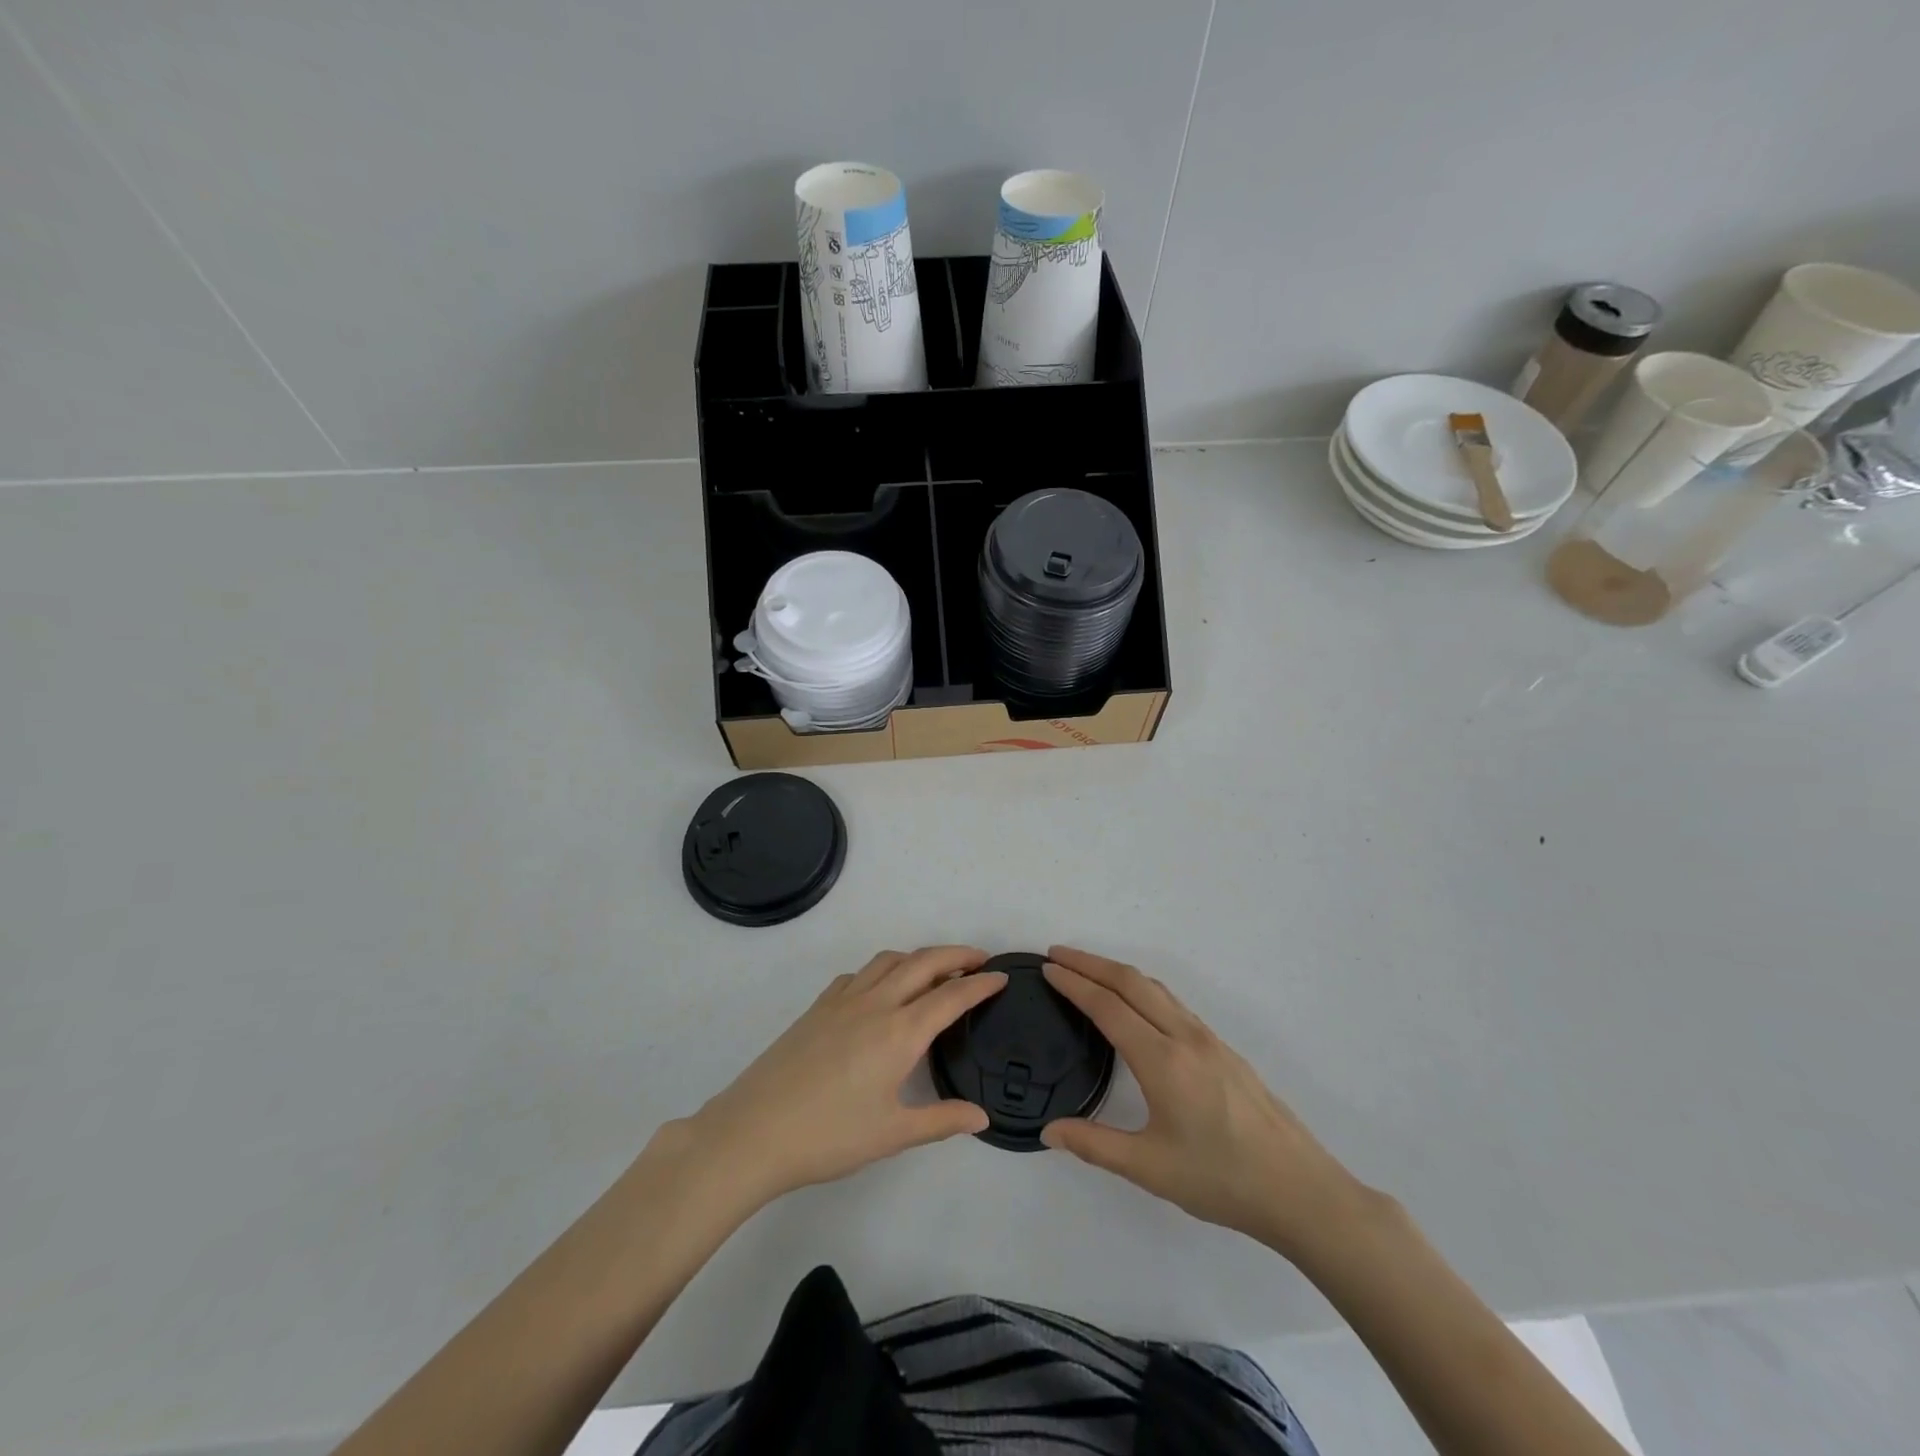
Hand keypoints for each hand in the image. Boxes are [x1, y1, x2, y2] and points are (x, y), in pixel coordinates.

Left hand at [675, 946, 1005, 1210]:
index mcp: (900, 1032)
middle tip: (979, 959)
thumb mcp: (892, 1134)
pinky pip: (859, 974)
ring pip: (889, 961)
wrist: (754, 1130)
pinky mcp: (819, 1006)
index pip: (951, 996)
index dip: (980, 984)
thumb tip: (981, 1117)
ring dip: (918, 957)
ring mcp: (843, 1000)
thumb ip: (941, 1120)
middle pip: (923, 962)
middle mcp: (875, 1003)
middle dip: (956, 954)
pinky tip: (880, 990)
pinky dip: (881, 970)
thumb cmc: (829, 1136)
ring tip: (935, 970)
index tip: (1002, 976)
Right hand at [1040, 945, 1374, 1259]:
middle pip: (1131, 982)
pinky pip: (1174, 1003)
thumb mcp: (1150, 1168)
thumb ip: (1094, 1145)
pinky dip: (1143, 989)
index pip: (1108, 1006)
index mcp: (1162, 1060)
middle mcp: (1185, 1037)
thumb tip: (1048, 1132)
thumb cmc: (1222, 1179)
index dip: (1074, 983)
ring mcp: (1208, 1039)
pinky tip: (1138, 1005)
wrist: (1300, 1190)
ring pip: (1156, 988)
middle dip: (1091, 963)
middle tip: (1058, 954)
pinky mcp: (1224, 1050)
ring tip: (1090, 971)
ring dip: (1118, 972)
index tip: (1047, 968)